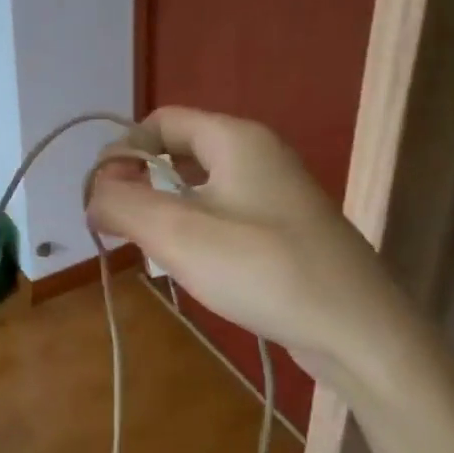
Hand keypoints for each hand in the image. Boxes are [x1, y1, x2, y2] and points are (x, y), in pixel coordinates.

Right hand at [85, 107, 408, 376]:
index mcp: (235, 138)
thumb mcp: (178, 233)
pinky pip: (224, 212)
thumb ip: (123, 204)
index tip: (103, 197)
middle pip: (179, 150)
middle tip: (121, 226)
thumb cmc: (264, 269)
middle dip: (141, 183)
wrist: (360, 331)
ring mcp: (276, 192)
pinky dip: (196, 229)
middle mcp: (258, 154)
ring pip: (200, 185)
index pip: (160, 121)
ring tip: (150, 249)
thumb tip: (93, 195)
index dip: (123, 151)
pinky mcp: (285, 228)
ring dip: (166, 210)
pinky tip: (191, 266)